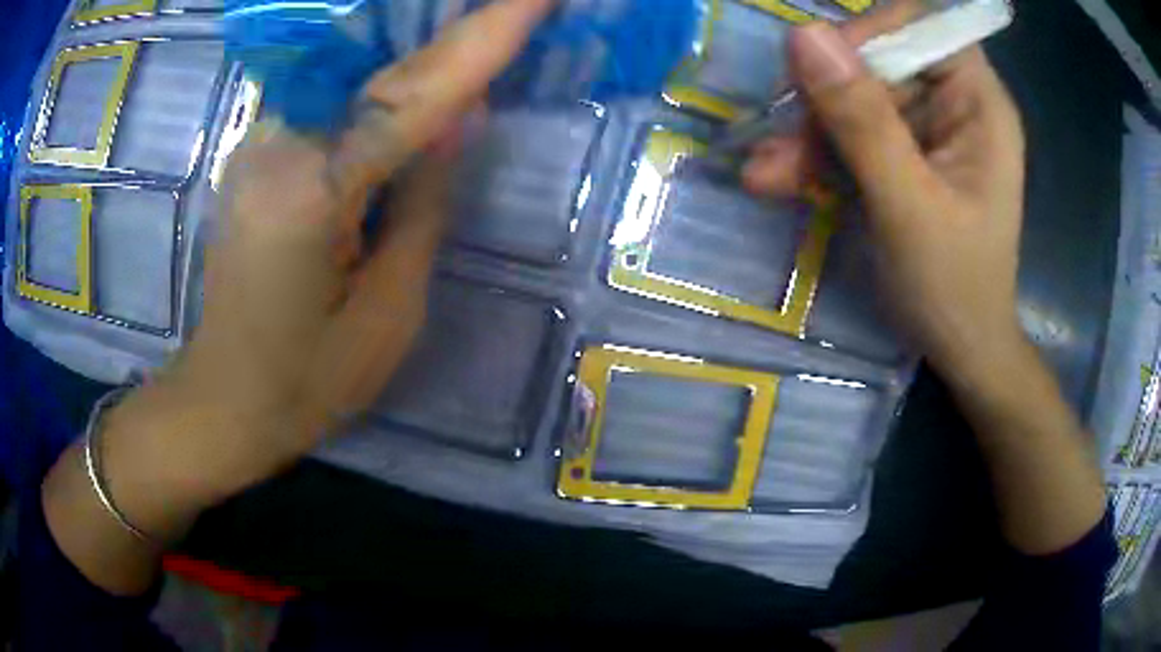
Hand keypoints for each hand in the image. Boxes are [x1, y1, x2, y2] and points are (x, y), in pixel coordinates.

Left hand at [109, 0, 554, 516]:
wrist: (222, 400)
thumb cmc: (307, 382)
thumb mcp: (390, 312)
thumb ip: (426, 204)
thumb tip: (461, 118)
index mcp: (310, 195)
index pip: (411, 97)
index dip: (481, 41)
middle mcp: (276, 147)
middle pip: (380, 72)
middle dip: (455, 35)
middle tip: (519, 7)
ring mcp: (259, 143)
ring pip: (355, 77)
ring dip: (419, 56)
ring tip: (479, 37)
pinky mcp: (257, 150)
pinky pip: (332, 100)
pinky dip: (380, 84)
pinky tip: (417, 80)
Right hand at [743, 19, 1026, 376]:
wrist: (961, 350)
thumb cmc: (954, 290)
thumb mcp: (910, 208)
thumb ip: (863, 122)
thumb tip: (803, 35)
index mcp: (978, 103)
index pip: (921, 25)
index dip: (870, 33)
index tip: (821, 71)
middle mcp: (952, 102)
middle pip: (878, 60)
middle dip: (825, 97)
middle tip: (782, 141)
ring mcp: (924, 128)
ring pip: (852, 96)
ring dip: (807, 132)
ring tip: (768, 175)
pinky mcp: (900, 153)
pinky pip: (848, 132)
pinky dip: (813, 154)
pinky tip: (778, 180)